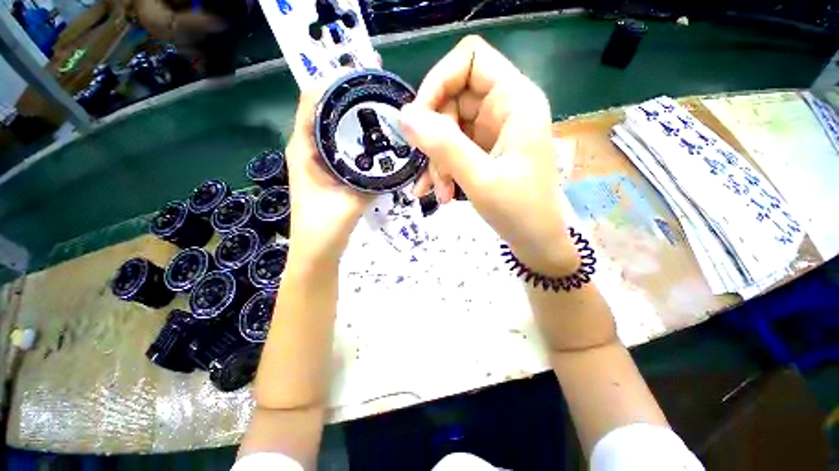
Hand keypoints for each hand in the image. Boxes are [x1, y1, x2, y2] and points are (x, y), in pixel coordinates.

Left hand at [285, 89, 373, 263]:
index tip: (362, 78)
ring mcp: (318, 160)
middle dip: (349, 98)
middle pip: (325, 110)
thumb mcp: (349, 202)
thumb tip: (395, 161)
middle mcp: (307, 148)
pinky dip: (358, 139)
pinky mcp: (329, 171)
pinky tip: (377, 141)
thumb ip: (371, 182)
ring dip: (354, 118)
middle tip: (379, 93)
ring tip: (382, 111)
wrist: (317, 252)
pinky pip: (343, 146)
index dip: (333, 83)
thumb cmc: (324, 228)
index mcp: (303, 149)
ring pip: (335, 128)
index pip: (312, 101)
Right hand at [400, 36, 576, 274]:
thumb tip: (405, 115)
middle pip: (452, 99)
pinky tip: (437, 193)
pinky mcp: (484, 151)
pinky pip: (453, 149)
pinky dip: (441, 169)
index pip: (470, 59)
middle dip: (435, 137)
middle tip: (431, 170)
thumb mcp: (480, 178)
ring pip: (448, 128)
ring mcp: (492, 131)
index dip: (438, 81)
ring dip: (437, 161)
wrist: (535, 241)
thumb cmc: (519, 211)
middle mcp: (504, 109)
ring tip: (438, 192)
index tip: (419, 119)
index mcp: (515, 101)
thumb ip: (444, 145)